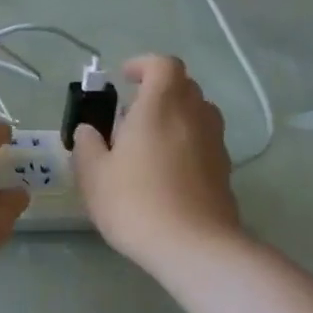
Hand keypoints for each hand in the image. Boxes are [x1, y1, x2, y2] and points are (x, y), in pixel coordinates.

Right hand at [71, 55, 244, 266]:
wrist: (194, 247)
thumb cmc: (135, 202)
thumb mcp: (93, 175)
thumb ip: (88, 145)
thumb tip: (89, 130)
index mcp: (160, 106)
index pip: (163, 65)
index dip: (143, 65)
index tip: (124, 78)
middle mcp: (193, 115)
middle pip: (183, 86)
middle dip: (158, 90)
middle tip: (131, 112)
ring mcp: (215, 142)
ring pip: (198, 113)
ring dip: (175, 116)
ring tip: (149, 141)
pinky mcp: (224, 169)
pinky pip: (204, 141)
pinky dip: (187, 142)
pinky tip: (167, 171)